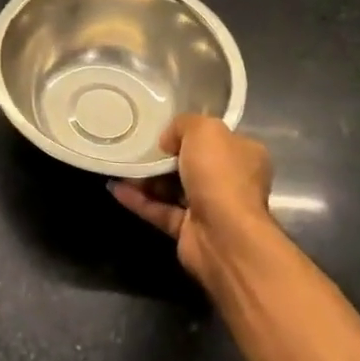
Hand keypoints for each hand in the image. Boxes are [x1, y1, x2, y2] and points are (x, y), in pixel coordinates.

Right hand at [110, 114, 274, 288]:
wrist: (224, 235)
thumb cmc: (220, 175)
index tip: (164, 129)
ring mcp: (210, 208)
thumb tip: (168, 141)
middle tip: (137, 146)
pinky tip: (115, 187)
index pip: (216, 138)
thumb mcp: (204, 130)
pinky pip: (159, 210)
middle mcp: (230, 181)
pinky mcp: (189, 230)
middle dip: (163, 156)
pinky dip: (138, 200)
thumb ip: (183, 125)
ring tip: (121, 165)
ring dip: (146, 178)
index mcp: (244, 154)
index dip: (190, 132)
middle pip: (191, 163)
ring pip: (172, 188)